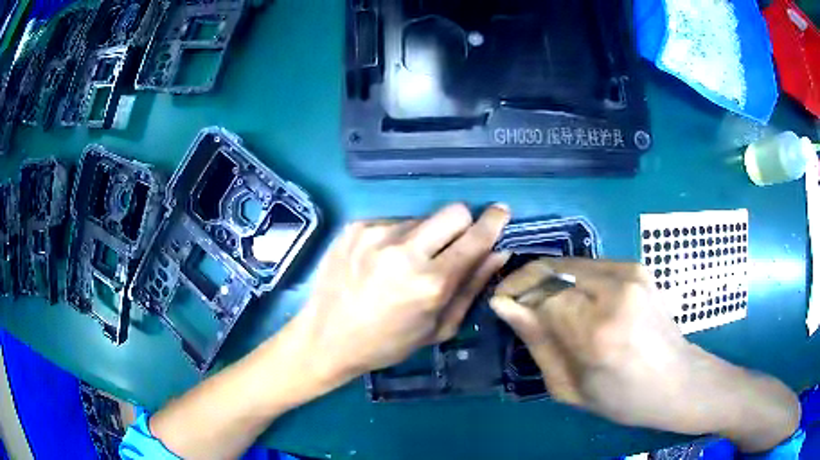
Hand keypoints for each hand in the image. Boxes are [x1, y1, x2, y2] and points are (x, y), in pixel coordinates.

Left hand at [294, 203, 509, 382]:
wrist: (326, 338)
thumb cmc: (388, 343)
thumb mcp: (438, 328)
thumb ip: (472, 287)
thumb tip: (498, 251)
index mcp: (430, 283)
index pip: (475, 237)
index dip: (493, 222)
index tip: (500, 213)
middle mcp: (404, 251)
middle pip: (453, 211)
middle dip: (461, 225)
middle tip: (450, 246)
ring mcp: (375, 234)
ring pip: (421, 218)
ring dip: (423, 236)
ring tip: (403, 263)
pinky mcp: (354, 227)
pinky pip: (392, 221)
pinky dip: (395, 238)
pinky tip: (379, 261)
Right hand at [489, 258, 798, 450]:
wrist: (677, 379)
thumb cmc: (622, 398)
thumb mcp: (569, 388)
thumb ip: (537, 343)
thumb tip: (504, 306)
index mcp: (597, 332)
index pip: (539, 295)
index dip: (514, 295)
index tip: (500, 305)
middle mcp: (615, 291)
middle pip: (552, 269)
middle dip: (526, 282)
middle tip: (516, 303)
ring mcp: (630, 272)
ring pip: (569, 262)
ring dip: (549, 280)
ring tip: (544, 304)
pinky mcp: (636, 266)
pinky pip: (589, 265)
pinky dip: (572, 279)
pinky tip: (575, 302)